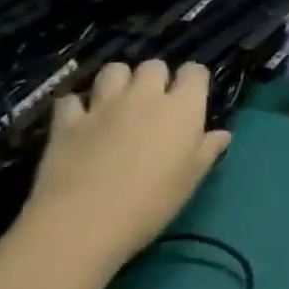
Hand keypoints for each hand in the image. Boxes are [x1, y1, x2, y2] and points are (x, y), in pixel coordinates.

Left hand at [22, 60, 231, 271]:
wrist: (84, 223)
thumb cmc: (152, 202)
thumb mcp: (191, 178)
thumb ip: (207, 150)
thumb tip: (221, 134)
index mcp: (182, 107)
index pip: (194, 71)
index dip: (193, 80)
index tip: (192, 97)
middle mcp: (145, 96)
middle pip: (153, 66)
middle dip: (156, 77)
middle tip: (155, 102)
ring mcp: (103, 106)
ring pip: (113, 70)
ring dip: (119, 81)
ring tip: (118, 102)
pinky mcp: (67, 121)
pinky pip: (72, 98)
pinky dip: (77, 105)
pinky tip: (80, 119)